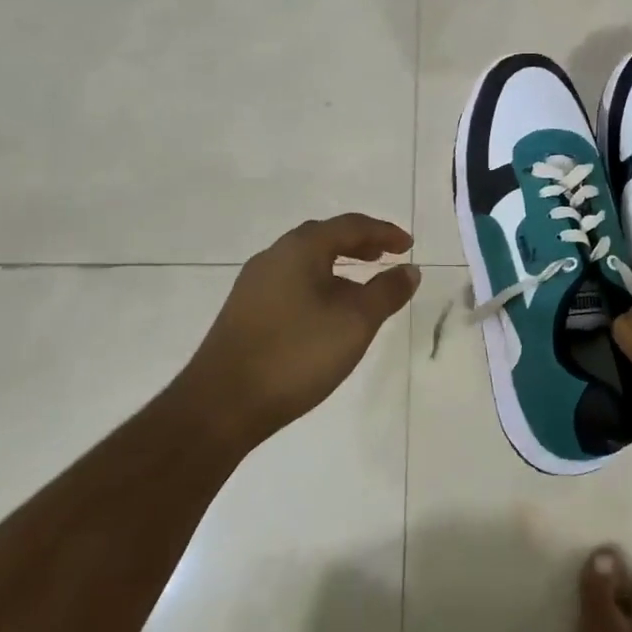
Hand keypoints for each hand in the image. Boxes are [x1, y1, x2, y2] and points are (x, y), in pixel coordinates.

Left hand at [184, 214, 420, 444]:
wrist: (221, 405)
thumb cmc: (296, 354)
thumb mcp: (355, 323)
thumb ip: (387, 292)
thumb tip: (410, 270)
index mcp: (300, 249)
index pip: (350, 226)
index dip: (384, 232)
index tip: (408, 245)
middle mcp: (273, 257)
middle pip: (324, 237)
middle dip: (359, 244)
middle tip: (386, 255)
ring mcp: (254, 285)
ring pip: (305, 261)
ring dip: (338, 265)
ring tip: (362, 283)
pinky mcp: (245, 311)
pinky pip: (291, 282)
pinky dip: (319, 284)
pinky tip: (328, 312)